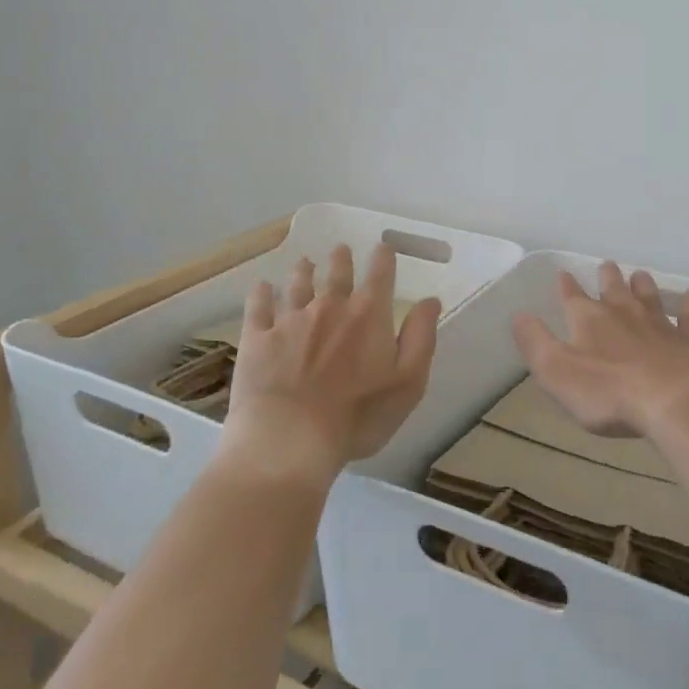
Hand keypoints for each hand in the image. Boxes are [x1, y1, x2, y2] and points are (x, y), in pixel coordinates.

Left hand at [223, 243, 442, 483]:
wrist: (288, 440)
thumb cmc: (357, 416)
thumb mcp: (408, 382)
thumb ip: (421, 337)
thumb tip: (430, 300)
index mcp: (368, 314)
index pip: (380, 274)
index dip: (383, 257)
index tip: (382, 248)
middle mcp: (329, 306)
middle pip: (337, 273)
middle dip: (341, 259)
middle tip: (340, 249)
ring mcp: (290, 320)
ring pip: (298, 284)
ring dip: (303, 271)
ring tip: (305, 262)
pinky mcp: (258, 339)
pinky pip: (259, 307)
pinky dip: (261, 294)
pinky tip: (262, 286)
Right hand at [511, 262, 688, 438]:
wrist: (675, 399)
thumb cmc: (609, 391)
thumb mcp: (557, 371)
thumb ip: (536, 342)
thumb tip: (518, 315)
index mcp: (589, 320)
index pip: (573, 297)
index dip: (566, 286)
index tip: (563, 274)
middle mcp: (624, 313)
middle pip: (614, 289)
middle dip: (608, 277)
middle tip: (607, 265)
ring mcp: (660, 325)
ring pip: (649, 297)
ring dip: (643, 285)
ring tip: (640, 275)